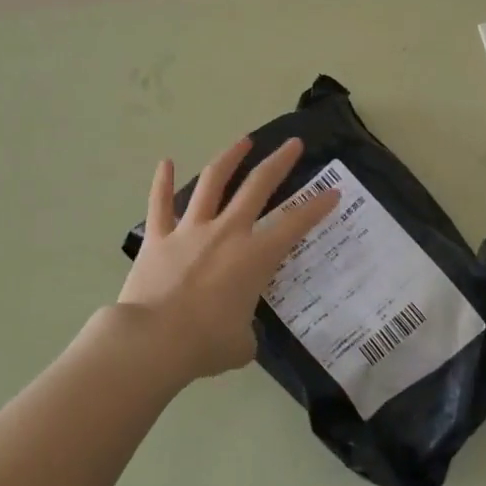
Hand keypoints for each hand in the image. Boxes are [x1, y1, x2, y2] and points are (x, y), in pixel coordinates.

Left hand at [118, 137, 338, 381]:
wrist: (152, 341)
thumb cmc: (205, 344)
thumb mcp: (241, 344)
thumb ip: (246, 332)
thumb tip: (240, 334)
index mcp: (255, 257)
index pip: (295, 224)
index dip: (317, 206)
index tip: (333, 192)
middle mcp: (227, 232)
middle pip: (257, 186)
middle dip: (279, 162)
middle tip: (293, 144)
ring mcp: (190, 231)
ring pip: (212, 183)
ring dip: (230, 158)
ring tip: (244, 140)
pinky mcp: (157, 238)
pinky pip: (159, 204)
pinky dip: (162, 182)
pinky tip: (166, 162)